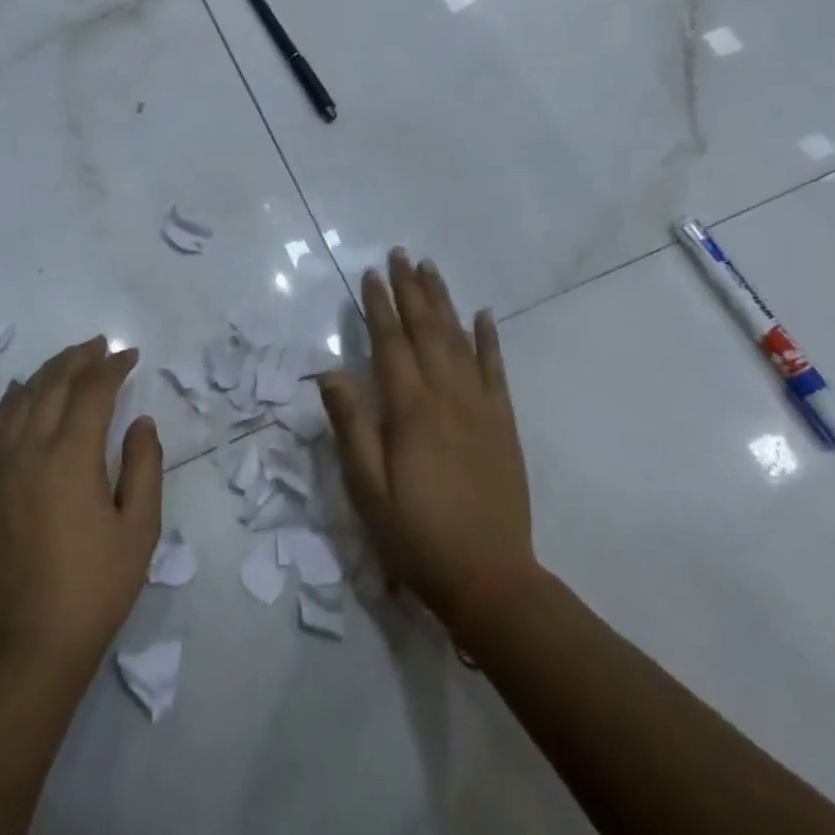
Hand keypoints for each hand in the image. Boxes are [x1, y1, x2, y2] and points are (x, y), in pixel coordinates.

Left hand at [0, 337, 163, 670]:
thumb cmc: (94, 589)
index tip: (130, 355)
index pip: (92, 392)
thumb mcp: (139, 529)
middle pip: (52, 384)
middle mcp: (30, 451)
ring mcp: (1, 468)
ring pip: (21, 399)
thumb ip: (144, 466)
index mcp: (70, 457)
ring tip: (69, 360)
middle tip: (102, 346)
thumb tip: (140, 421)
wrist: (28, 646)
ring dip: (47, 372)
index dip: (113, 368)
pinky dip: (12, 400)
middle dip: (79, 359)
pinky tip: (20, 391)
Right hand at [320, 250, 534, 636]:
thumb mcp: (367, 489)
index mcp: (410, 409)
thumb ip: (350, 425)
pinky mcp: (503, 423)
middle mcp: (447, 396)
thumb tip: (330, 371)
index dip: (378, 305)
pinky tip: (484, 315)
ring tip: (431, 270)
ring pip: (459, 340)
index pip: (390, 342)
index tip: (369, 274)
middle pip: (426, 329)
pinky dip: (489, 339)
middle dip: (411, 289)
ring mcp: (480, 407)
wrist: (491, 578)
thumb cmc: (416, 535)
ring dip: (443, 302)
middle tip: (401, 255)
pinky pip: (496, 370)